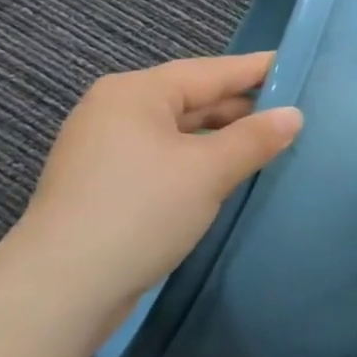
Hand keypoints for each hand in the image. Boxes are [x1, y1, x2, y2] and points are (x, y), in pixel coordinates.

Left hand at [3, 52, 301, 328]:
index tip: (297, 65)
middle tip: (292, 112)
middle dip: (240, 108)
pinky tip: (225, 175)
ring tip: (267, 144)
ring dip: (220, 139)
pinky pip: (162, 158)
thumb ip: (255, 138)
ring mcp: (104, 150)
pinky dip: (196, 161)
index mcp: (136, 93)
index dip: (256, 70)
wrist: (59, 291)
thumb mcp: (208, 171)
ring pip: (177, 132)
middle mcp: (115, 111)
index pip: (210, 72)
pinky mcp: (102, 186)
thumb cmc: (140, 211)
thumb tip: (294, 115)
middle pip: (191, 99)